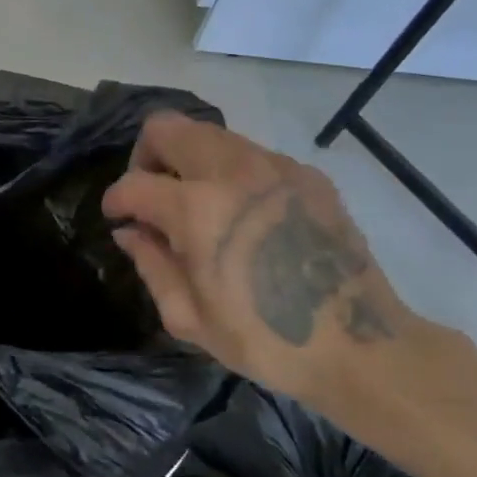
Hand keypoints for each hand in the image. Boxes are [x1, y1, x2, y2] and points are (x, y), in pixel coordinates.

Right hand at [103, 112, 426, 401]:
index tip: (117, 218)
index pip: (135, 183)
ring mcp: (276, 167)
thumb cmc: (264, 340)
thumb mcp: (187, 316)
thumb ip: (149, 263)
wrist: (361, 348)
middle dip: (146, 156)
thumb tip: (130, 231)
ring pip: (210, 134)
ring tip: (196, 203)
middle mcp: (234, 171)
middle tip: (152, 195)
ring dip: (189, 160)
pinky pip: (252, 154)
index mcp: (197, 209)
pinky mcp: (308, 176)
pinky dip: (231, 172)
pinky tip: (242, 214)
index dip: (116, 201)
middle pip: (167, 127)